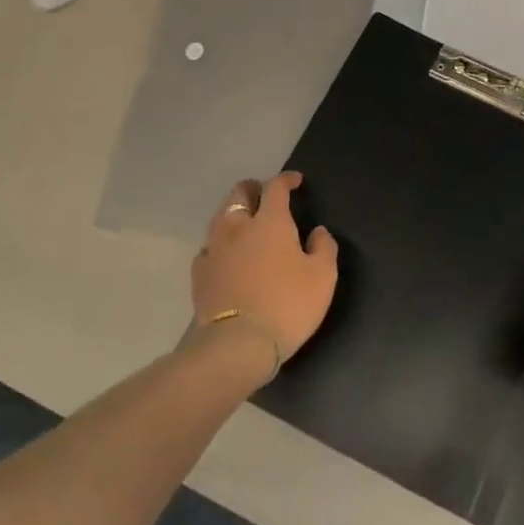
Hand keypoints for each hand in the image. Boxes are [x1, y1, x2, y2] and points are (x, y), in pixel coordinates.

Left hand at [191, 173, 337, 375]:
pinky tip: (226, 254)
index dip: (286, 179)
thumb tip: (317, 231)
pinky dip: (219, 243)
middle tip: (264, 194)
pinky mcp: (199, 274)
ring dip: (234, 212)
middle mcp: (238, 227)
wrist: (237, 345)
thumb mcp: (322, 277)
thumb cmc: (287, 305)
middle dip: (253, 188)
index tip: (295, 181)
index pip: (275, 187)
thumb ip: (324, 247)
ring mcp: (214, 250)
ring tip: (245, 221)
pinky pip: (208, 248)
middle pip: (239, 194)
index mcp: (270, 222)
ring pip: (220, 217)